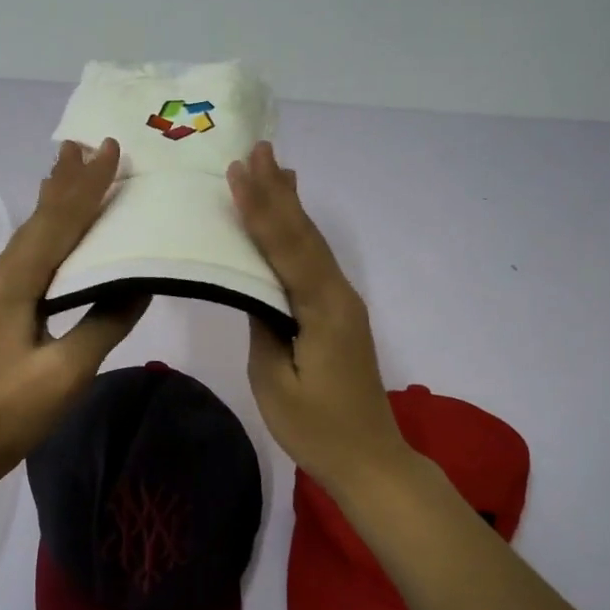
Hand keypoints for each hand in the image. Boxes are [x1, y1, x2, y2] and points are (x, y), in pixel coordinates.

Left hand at [0, 139, 148, 475]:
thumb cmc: (13, 410)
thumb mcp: (67, 371)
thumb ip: (105, 321)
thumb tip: (141, 282)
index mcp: (13, 283)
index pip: (58, 223)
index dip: (87, 187)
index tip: (111, 150)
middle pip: (39, 218)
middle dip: (66, 180)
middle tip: (88, 142)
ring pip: (31, 232)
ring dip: (55, 199)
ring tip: (72, 166)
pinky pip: (28, 252)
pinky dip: (49, 228)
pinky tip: (56, 226)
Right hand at [228, 142, 413, 495]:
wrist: (370, 459)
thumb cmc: (316, 428)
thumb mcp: (274, 381)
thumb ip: (263, 327)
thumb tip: (255, 290)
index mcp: (322, 310)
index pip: (286, 249)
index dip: (261, 209)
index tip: (239, 173)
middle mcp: (338, 295)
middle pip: (304, 235)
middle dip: (278, 192)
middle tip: (259, 150)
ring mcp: (342, 303)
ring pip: (313, 244)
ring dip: (292, 205)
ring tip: (277, 167)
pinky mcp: (339, 314)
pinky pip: (315, 261)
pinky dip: (300, 232)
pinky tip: (293, 221)